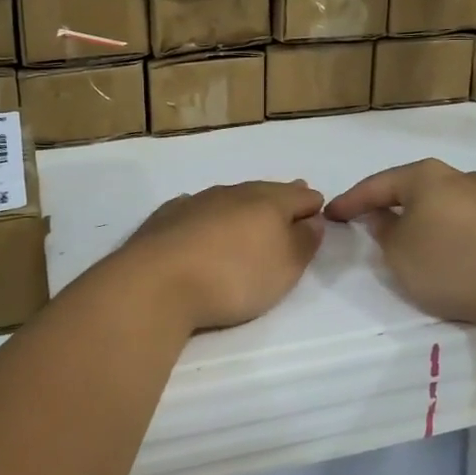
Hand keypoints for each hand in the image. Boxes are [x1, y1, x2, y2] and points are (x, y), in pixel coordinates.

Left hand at [115, 180, 324, 333]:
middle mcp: (234, 193)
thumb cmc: (233, 277)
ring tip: (249, 215)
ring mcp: (197, 202)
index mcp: (268, 202)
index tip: (318, 213)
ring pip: (230, 197)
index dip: (312, 205)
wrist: (157, 283)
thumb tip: (312, 220)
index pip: (300, 196)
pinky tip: (202, 220)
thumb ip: (304, 242)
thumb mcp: (284, 268)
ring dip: (243, 206)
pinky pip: (196, 208)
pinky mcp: (167, 217)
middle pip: (265, 191)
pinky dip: (207, 214)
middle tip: (290, 201)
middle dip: (280, 198)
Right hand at [325, 159, 475, 334]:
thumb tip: (383, 215)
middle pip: (417, 189)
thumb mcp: (400, 255)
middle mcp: (463, 177)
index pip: (378, 184)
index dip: (351, 201)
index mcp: (428, 177)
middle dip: (393, 206)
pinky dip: (460, 235)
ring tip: (420, 244)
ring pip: (450, 205)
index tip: (331, 214)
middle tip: (373, 224)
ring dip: (430, 221)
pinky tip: (461, 256)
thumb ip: (384, 231)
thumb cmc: (453, 266)